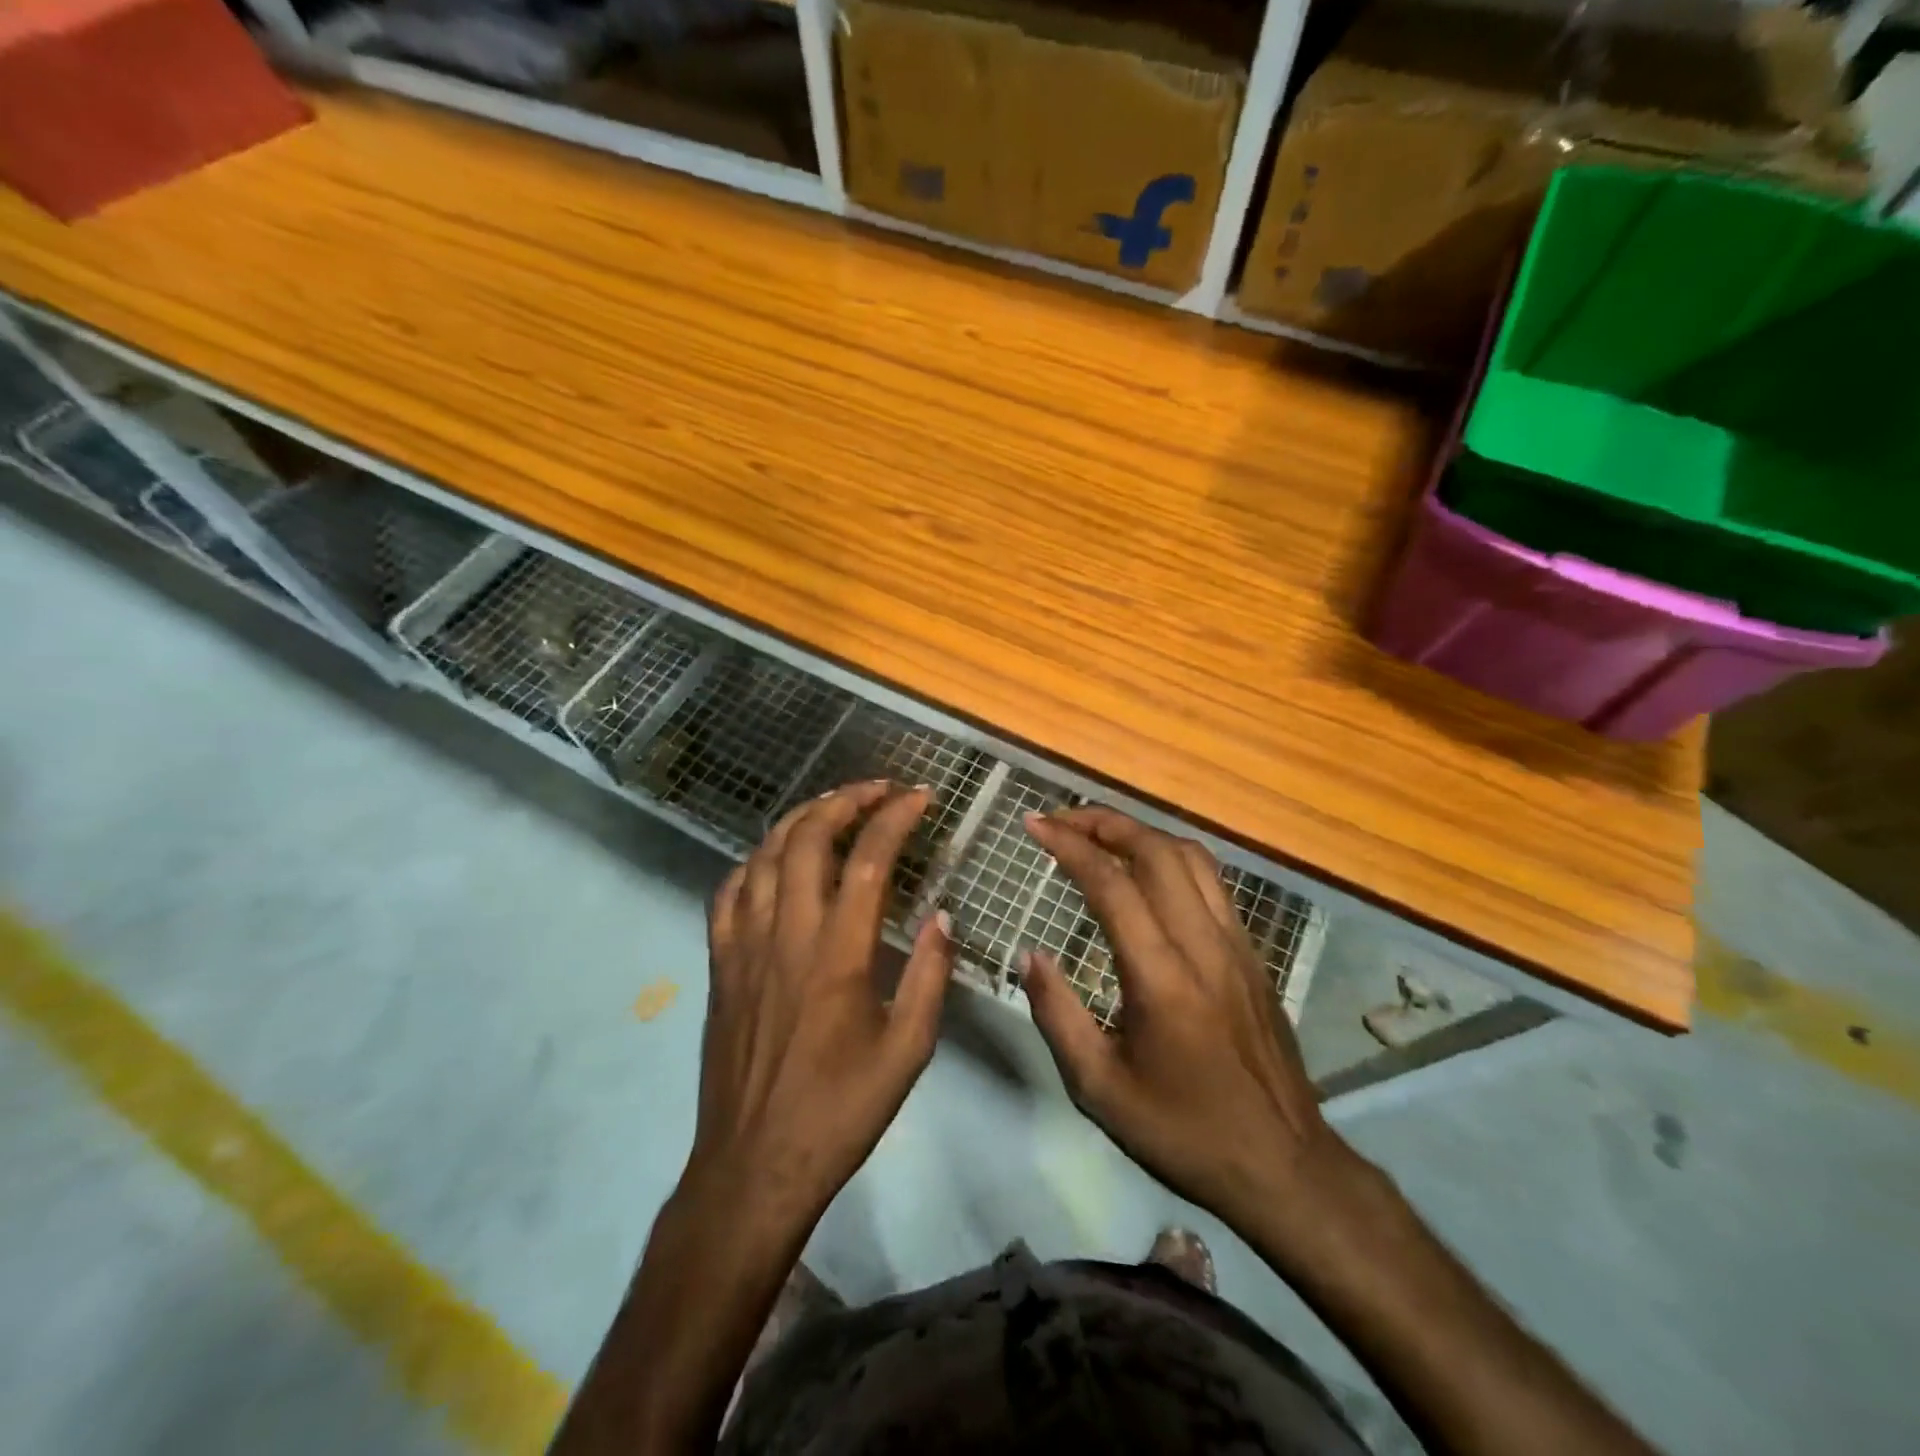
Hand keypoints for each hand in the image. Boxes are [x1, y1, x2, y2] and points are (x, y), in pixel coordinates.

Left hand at [692, 781, 953, 1227]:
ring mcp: (744, 946)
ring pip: (764, 855)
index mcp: (838, 955)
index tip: (919, 797)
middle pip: (807, 838)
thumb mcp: (907, 1052)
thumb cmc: (839, 1112)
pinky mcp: (720, 964)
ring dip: (801, 819)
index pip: (867, 859)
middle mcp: (786, 935)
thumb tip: (942, 916)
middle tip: (878, 790)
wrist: (754, 1167)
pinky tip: (774, 860)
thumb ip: (928, 976)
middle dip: (845, 799)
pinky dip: (754, 861)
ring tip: (833, 808)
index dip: (894, 817)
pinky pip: (728, 892)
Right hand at [1021, 806, 1348, 1242]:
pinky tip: (1148, 872)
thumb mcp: (1100, 1089)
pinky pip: (1212, 883)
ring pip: (1191, 858)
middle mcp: (1203, 945)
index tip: (1035, 824)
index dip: (1070, 845)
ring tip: (1100, 833)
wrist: (1285, 1167)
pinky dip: (1171, 857)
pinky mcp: (1253, 954)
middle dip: (1104, 822)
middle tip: (1061, 820)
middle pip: (1157, 852)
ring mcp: (1236, 945)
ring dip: (1141, 833)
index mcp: (1161, 978)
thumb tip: (1030, 955)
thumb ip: (1057, 1015)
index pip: (1112, 885)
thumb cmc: (1184, 1131)